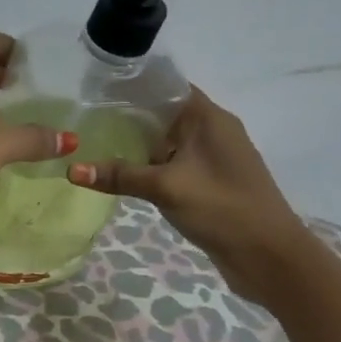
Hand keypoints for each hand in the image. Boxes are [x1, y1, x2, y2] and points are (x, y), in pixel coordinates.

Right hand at [68, 86, 317, 304]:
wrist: (270, 257)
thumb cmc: (222, 208)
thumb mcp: (165, 188)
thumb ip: (119, 176)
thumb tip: (70, 169)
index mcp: (209, 118)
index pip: (168, 86)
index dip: (134, 84)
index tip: (98, 89)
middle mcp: (212, 131)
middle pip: (165, 112)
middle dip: (128, 114)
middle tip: (86, 117)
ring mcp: (212, 158)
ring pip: (167, 140)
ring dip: (138, 142)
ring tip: (95, 141)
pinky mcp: (209, 182)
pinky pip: (173, 162)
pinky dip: (150, 164)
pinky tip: (122, 172)